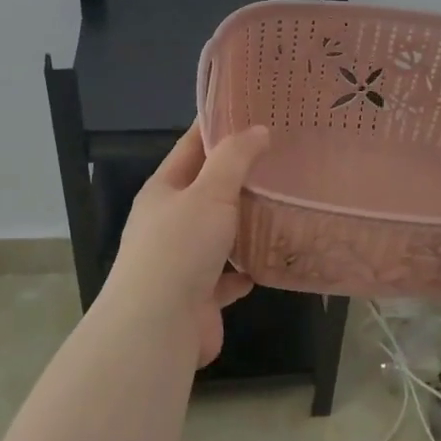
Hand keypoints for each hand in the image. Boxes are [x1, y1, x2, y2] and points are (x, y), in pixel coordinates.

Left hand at [100, 121, 271, 366]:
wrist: (157, 329)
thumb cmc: (179, 248)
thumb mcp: (209, 192)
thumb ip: (234, 159)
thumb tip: (258, 129)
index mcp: (163, 191)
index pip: (191, 147)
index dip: (218, 127)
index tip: (251, 111)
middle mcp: (169, 223)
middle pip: (207, 190)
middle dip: (239, 175)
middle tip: (281, 156)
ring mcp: (182, 261)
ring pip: (219, 233)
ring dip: (245, 222)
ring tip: (283, 203)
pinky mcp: (199, 296)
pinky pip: (228, 275)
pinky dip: (246, 268)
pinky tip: (270, 259)